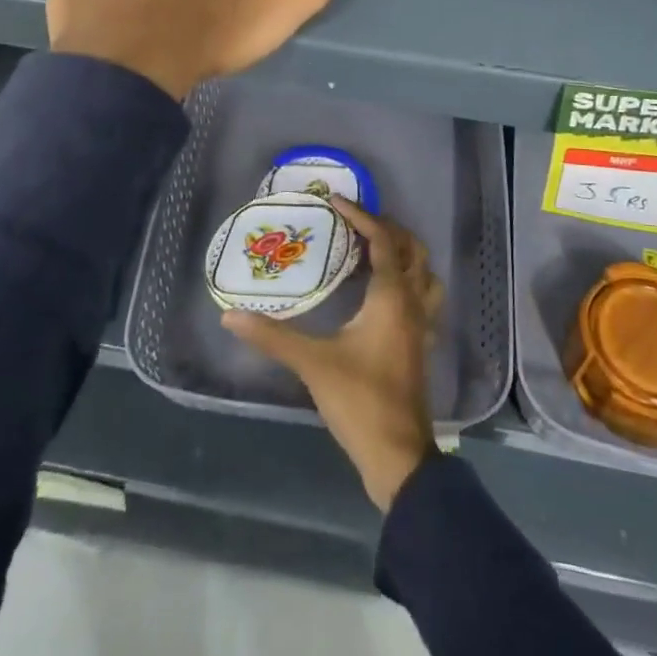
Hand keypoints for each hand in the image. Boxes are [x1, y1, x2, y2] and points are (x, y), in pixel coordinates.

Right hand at [222, 197, 442, 510]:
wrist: (398, 455)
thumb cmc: (359, 400)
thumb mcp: (312, 364)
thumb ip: (272, 336)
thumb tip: (231, 315)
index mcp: (392, 296)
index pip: (382, 240)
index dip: (361, 215)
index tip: (336, 200)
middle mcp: (413, 302)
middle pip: (412, 249)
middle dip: (388, 228)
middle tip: (357, 221)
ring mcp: (423, 324)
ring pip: (425, 272)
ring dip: (406, 253)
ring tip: (375, 249)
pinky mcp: (422, 344)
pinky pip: (425, 298)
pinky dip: (411, 281)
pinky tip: (388, 294)